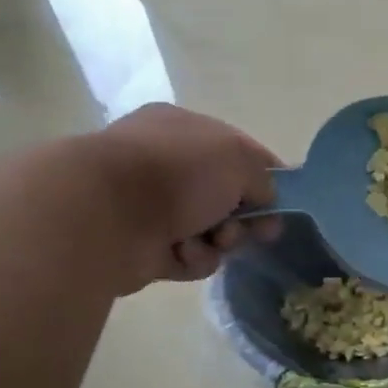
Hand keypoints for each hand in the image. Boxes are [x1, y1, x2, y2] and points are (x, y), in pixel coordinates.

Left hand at [83, 103, 281, 288]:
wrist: (103, 215)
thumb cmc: (176, 171)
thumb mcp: (238, 158)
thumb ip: (263, 177)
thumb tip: (266, 198)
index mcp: (183, 129)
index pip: (237, 150)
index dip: (265, 176)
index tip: (283, 201)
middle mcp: (165, 164)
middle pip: (225, 195)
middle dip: (246, 215)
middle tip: (261, 232)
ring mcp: (152, 207)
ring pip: (210, 230)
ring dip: (221, 240)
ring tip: (215, 241)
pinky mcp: (143, 247)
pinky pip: (187, 256)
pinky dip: (193, 258)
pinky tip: (184, 253)